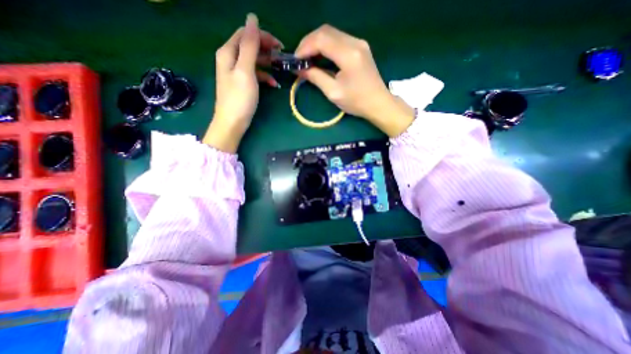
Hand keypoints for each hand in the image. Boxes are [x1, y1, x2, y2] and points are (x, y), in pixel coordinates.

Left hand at [203, 13, 282, 151]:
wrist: (233, 123)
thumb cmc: (240, 98)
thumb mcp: (246, 71)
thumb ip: (249, 45)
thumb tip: (252, 18)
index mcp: (228, 52)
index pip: (246, 34)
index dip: (262, 36)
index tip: (279, 46)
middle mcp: (230, 58)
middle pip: (250, 46)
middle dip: (267, 49)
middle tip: (282, 57)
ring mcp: (236, 72)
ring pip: (254, 60)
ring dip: (268, 63)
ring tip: (281, 69)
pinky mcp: (242, 83)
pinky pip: (255, 74)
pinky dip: (265, 76)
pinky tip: (274, 84)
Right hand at [294, 25, 415, 136]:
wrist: (378, 103)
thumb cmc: (356, 101)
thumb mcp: (333, 92)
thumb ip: (315, 77)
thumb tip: (299, 69)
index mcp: (348, 54)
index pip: (321, 40)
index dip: (305, 47)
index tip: (295, 60)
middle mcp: (355, 42)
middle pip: (326, 31)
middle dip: (309, 42)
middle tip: (300, 58)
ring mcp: (359, 43)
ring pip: (332, 33)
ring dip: (317, 43)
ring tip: (308, 58)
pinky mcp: (360, 47)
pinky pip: (339, 39)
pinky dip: (326, 46)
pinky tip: (321, 56)